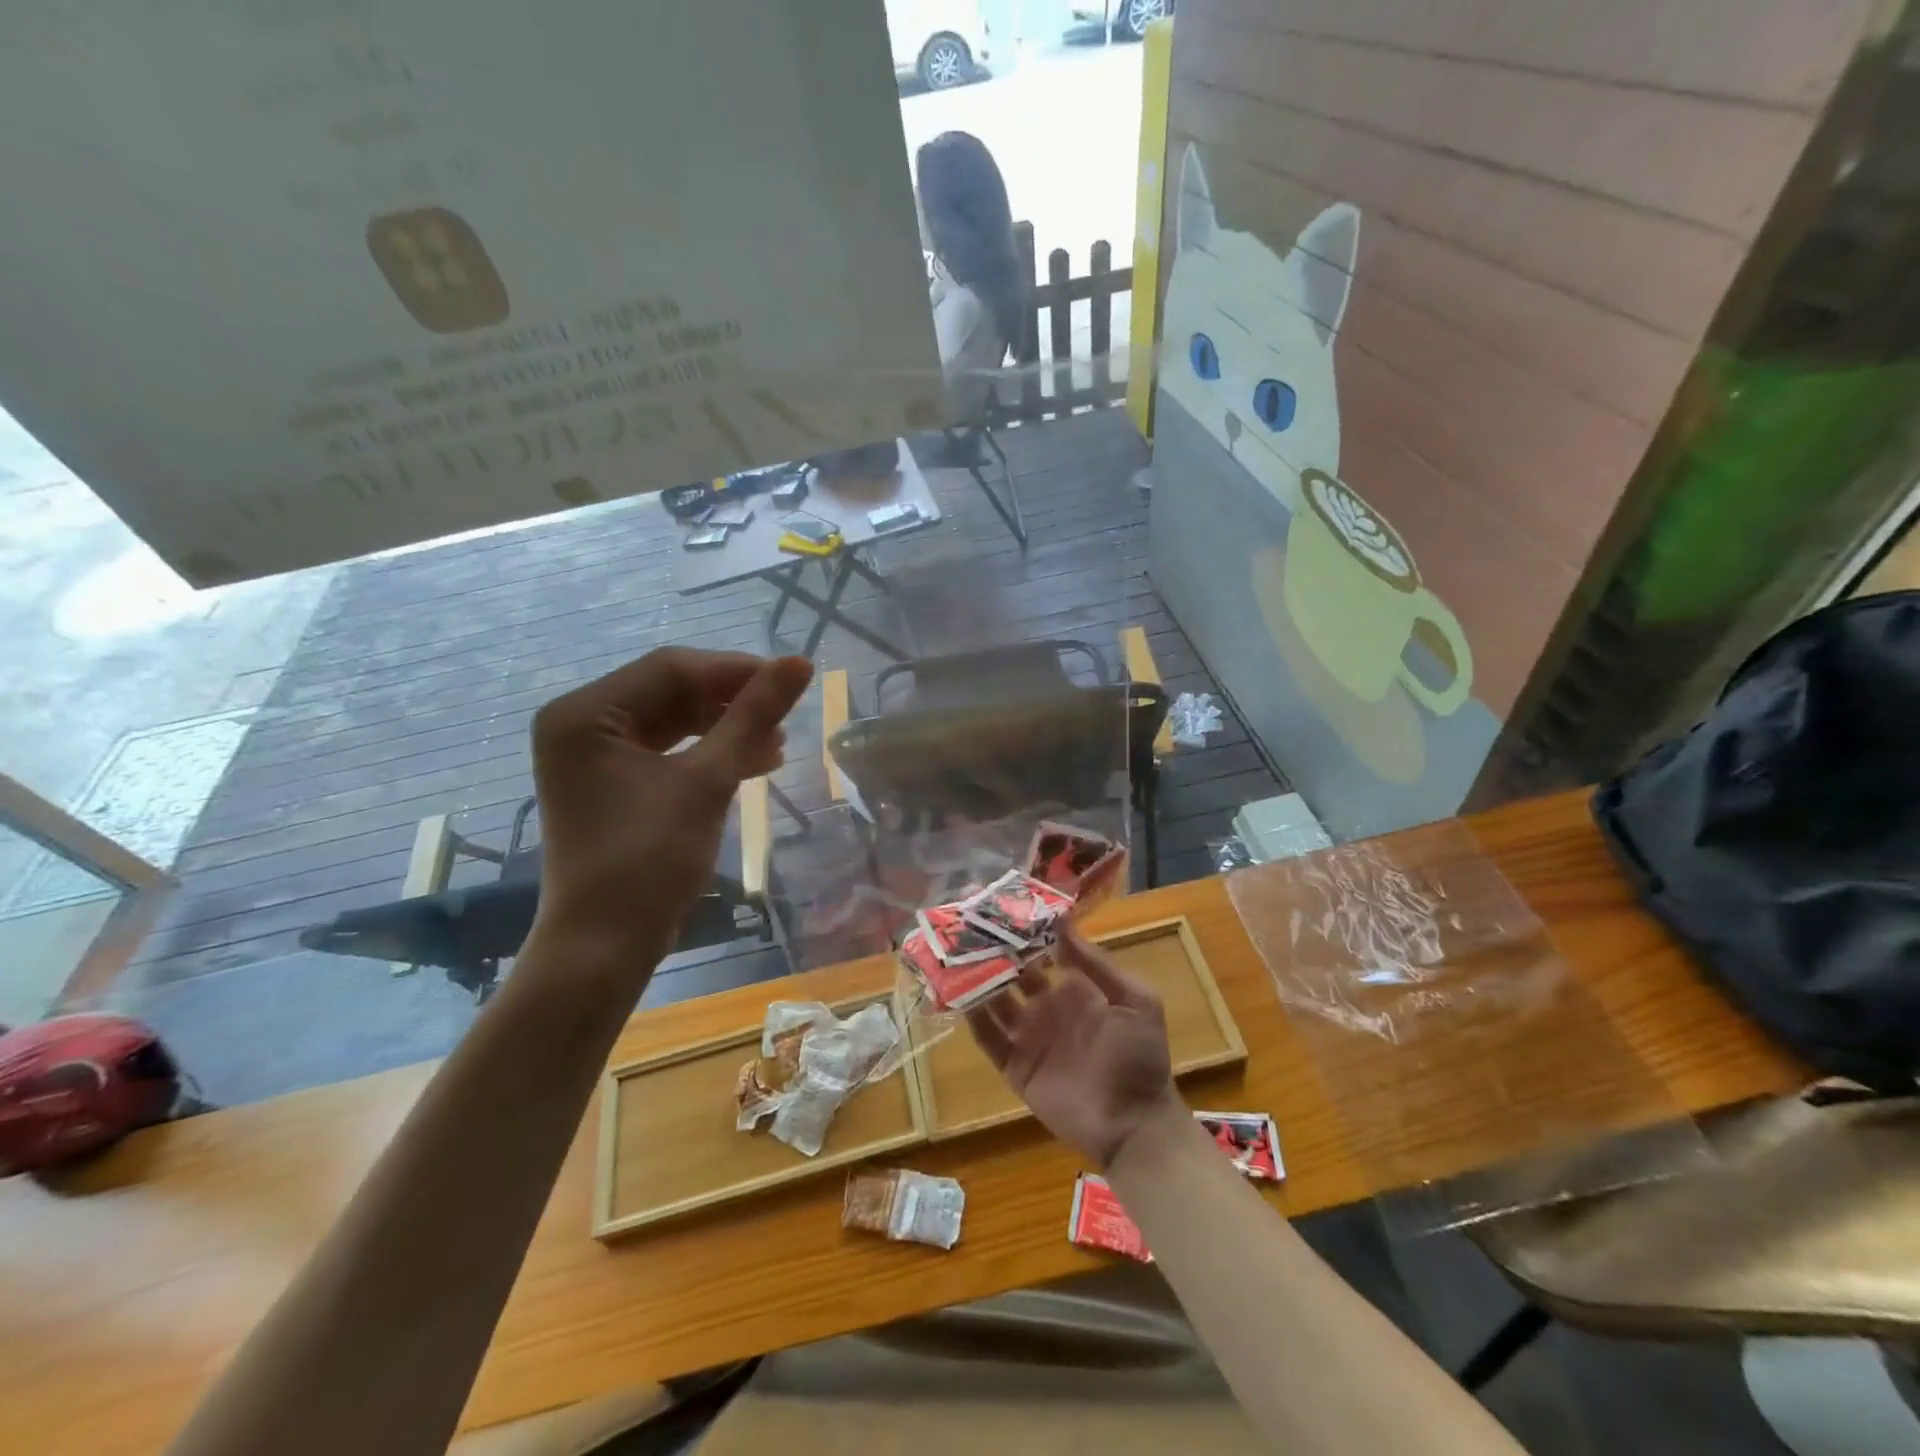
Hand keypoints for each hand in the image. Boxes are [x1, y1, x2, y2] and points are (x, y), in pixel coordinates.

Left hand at [528, 648, 811, 969]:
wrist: (607, 945)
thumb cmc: (649, 859)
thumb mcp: (707, 780)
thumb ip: (752, 717)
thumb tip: (800, 663)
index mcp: (586, 713)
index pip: (670, 669)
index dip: (734, 670)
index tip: (790, 679)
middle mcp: (582, 725)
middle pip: (670, 693)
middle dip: (731, 703)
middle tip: (785, 714)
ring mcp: (595, 757)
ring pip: (674, 722)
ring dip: (726, 730)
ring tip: (777, 744)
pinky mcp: (613, 784)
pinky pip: (668, 752)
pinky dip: (710, 755)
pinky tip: (754, 762)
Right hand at [965, 924, 1179, 1166]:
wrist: (1134, 1124)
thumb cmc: (1139, 1057)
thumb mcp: (1134, 1000)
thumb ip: (1097, 964)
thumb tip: (1061, 922)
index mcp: (1075, 989)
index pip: (1043, 954)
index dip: (1026, 934)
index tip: (1003, 908)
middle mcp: (1047, 1008)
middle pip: (1013, 974)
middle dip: (995, 954)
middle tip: (969, 927)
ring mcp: (1029, 1038)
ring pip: (995, 1002)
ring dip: (979, 981)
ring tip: (955, 956)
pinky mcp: (1015, 1067)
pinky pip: (989, 1040)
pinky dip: (974, 1020)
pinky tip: (959, 997)